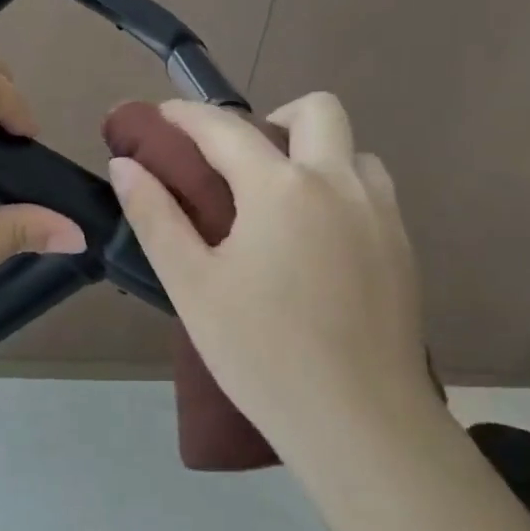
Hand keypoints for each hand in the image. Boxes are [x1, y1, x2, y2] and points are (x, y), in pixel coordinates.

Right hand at [108, 94, 431, 459]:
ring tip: (283, 203)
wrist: (358, 421)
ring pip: (355, 151)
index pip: (225, 129)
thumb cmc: (260, 352)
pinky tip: (317, 242)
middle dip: (275, 117)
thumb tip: (125, 165)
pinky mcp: (404, 248)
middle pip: (317, 110)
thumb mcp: (191, 285)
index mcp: (281, 188)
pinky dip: (341, 190)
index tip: (162, 115)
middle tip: (242, 163)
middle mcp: (339, 184)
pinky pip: (373, 192)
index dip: (187, 116)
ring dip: (317, 154)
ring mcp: (381, 214)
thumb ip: (155, 216)